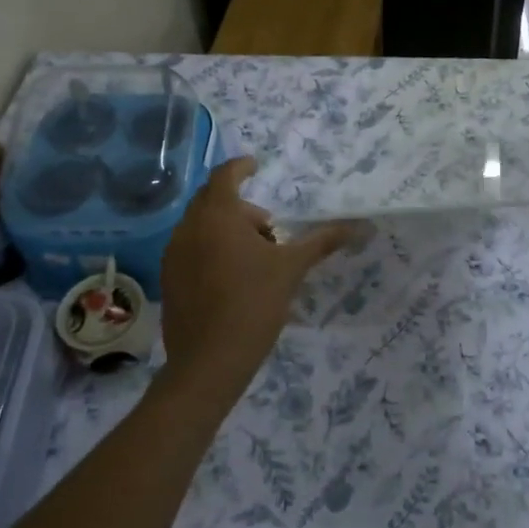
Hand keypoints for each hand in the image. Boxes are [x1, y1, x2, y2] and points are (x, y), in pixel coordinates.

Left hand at [157, 157, 357, 404]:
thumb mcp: (292, 269)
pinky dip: (210, 248)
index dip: (241, 166)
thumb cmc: (253, 304)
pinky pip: (190, 248)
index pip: (225, 174)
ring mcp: (173, 254)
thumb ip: (323, 241)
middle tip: (268, 228)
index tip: (256, 165)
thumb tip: (361, 225)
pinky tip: (232, 277)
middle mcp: (188, 227)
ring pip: (200, 225)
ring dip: (226, 228)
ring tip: (255, 257)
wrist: (209, 362)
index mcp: (217, 215)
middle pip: (212, 199)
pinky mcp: (168, 279)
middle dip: (240, 206)